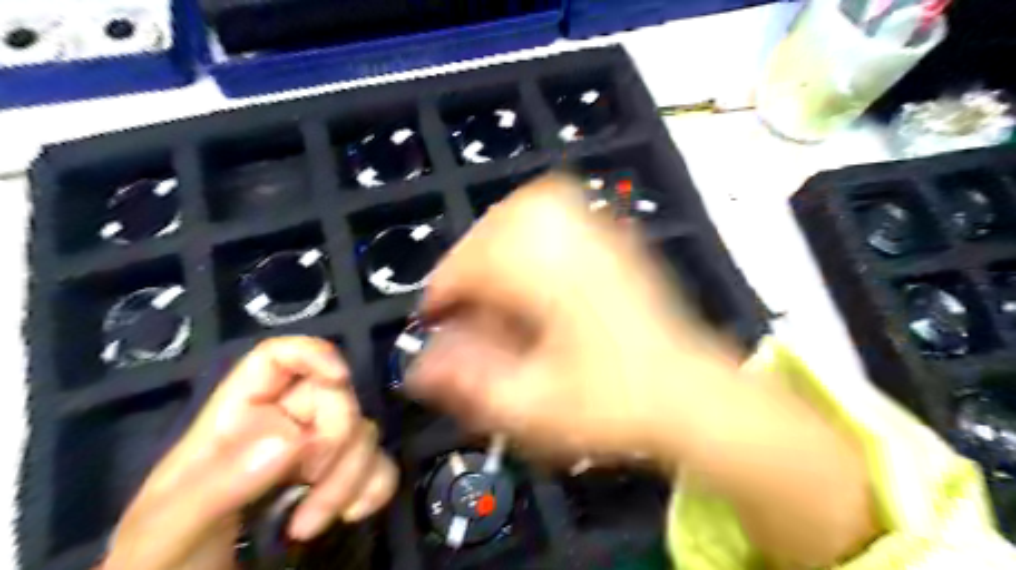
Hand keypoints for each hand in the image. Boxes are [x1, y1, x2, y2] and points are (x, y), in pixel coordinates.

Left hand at [104, 338, 395, 568]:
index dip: (311, 353)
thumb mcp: (167, 531)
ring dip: (352, 475)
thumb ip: (219, 486)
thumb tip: (292, 439)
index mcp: (234, 421)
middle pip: (334, 396)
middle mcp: (282, 428)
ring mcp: (314, 459)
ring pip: (363, 433)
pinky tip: (351, 516)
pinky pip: (379, 467)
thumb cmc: (160, 566)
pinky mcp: (339, 488)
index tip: (338, 378)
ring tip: (308, 525)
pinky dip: (374, 488)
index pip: (275, 359)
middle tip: (311, 479)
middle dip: (336, 436)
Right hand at [408, 177, 877, 566]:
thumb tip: (421, 366)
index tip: (433, 316)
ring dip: (499, 234)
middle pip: (502, 221)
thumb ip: (472, 383)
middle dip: (468, 256)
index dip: (444, 288)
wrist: (692, 395)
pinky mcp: (616, 242)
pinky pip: (564, 209)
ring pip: (533, 204)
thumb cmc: (616, 406)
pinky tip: (530, 257)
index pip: (476, 263)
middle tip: (460, 294)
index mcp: (552, 281)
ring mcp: (602, 236)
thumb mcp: (536, 407)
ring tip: (488, 273)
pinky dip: (533, 223)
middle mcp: (576, 244)